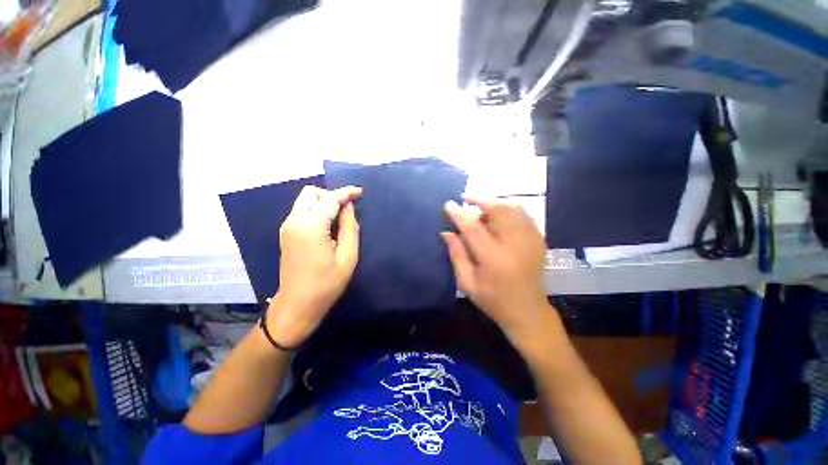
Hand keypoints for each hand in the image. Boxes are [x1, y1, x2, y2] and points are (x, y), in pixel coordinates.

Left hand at [268, 185, 361, 347]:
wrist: (298, 304)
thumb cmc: (327, 283)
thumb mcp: (347, 257)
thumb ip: (349, 228)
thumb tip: (349, 208)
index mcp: (311, 226)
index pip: (330, 199)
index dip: (346, 192)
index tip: (360, 192)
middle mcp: (295, 221)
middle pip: (311, 193)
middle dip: (331, 195)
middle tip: (347, 209)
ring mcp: (287, 227)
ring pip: (305, 201)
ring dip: (323, 202)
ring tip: (339, 217)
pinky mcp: (286, 233)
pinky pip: (302, 211)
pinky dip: (316, 211)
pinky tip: (327, 225)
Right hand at [443, 198, 552, 343]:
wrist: (528, 311)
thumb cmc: (493, 300)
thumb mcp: (468, 282)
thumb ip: (457, 255)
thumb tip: (446, 232)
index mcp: (494, 259)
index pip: (473, 229)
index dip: (460, 214)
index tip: (449, 204)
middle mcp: (515, 245)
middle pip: (498, 211)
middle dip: (481, 200)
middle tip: (466, 199)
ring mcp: (531, 240)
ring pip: (512, 208)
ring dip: (494, 203)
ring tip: (481, 208)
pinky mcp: (539, 239)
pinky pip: (523, 214)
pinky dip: (508, 208)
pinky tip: (498, 214)